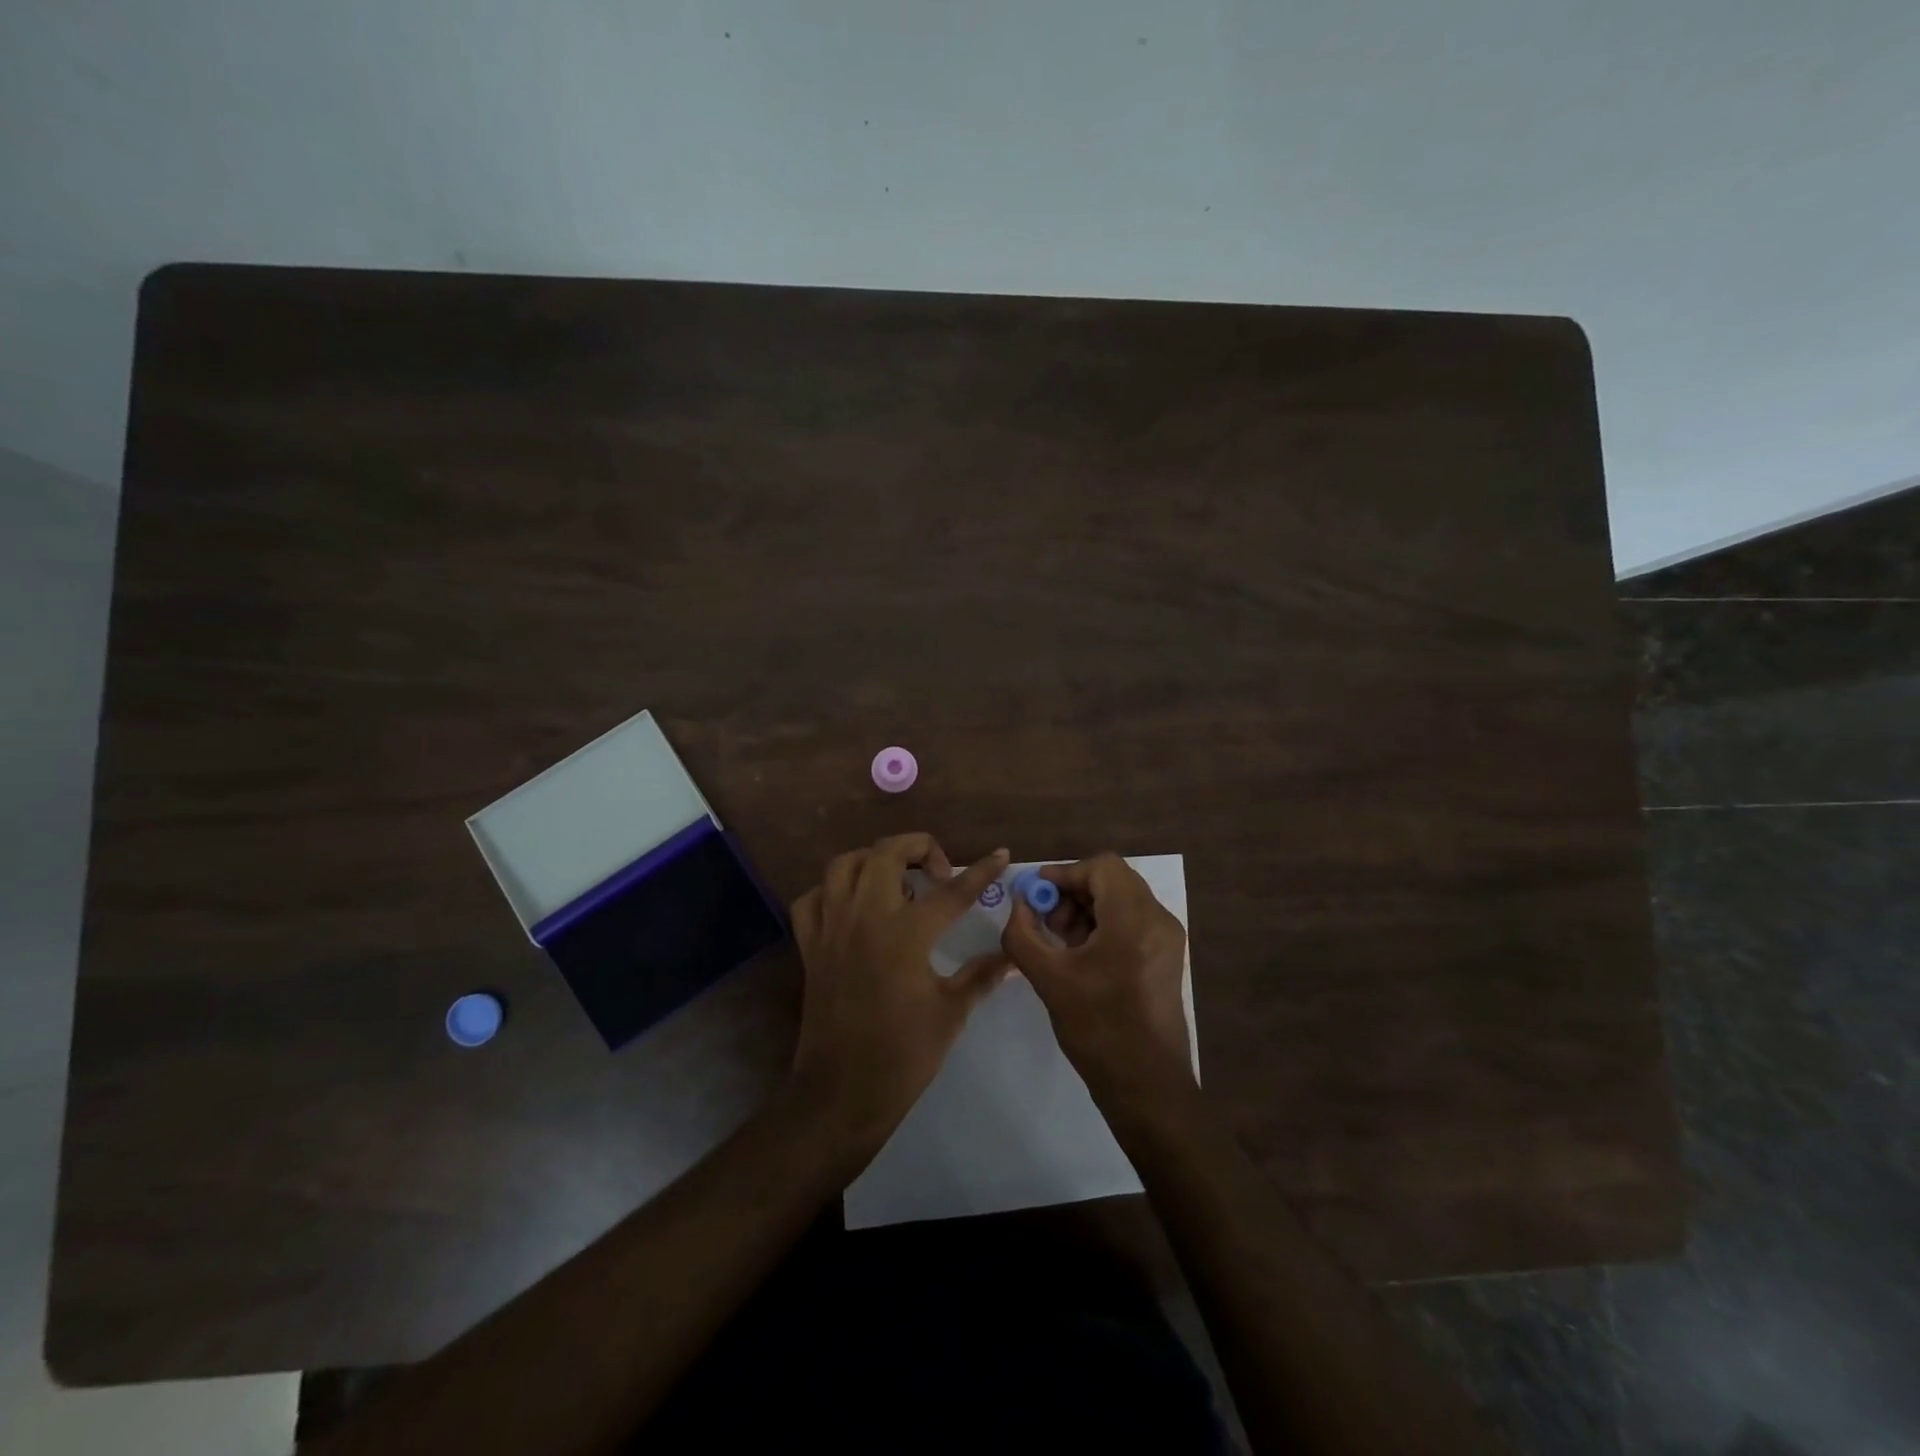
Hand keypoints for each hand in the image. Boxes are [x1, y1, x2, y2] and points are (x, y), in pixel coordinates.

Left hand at [787, 833, 1011, 1147]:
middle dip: (918, 847)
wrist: (842, 1092)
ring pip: (844, 865)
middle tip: (939, 872)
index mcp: (906, 933)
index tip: (1000, 854)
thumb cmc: (903, 1054)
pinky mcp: (810, 945)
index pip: (952, 891)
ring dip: (873, 859)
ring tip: (896, 878)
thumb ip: (982, 975)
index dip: (981, 871)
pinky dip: (831, 891)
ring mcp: (831, 927)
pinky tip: (852, 905)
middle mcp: (865, 917)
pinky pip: (812, 898)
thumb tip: (1013, 956)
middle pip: (887, 853)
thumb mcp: (951, 1012)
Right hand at [1001, 853, 1192, 1101]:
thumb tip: (1019, 905)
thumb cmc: (1097, 1028)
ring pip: (1123, 900)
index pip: (1101, 866)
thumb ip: (1022, 933)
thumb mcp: (1048, 978)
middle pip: (1112, 880)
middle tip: (1046, 922)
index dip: (1064, 873)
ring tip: (1061, 943)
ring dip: (1087, 909)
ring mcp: (1168, 939)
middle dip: (1074, 893)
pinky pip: (1133, 922)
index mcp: (1134, 919)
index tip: (1036, 895)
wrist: (1147, 1085)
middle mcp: (1158, 920)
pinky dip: (1105, 926)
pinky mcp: (1167, 958)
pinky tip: (1081, 957)